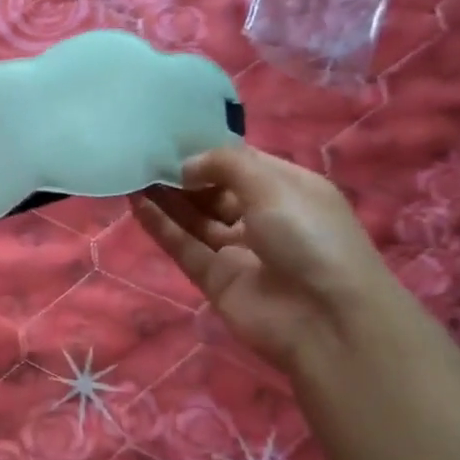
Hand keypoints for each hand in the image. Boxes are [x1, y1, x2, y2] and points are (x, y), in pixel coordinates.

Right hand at [129, 142, 396, 373]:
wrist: (326, 320)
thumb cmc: (309, 238)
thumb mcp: (273, 185)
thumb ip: (225, 165)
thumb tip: (185, 165)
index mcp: (288, 190)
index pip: (242, 165)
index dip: (209, 152)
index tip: (171, 139)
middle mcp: (264, 218)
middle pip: (215, 192)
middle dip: (183, 175)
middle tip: (144, 157)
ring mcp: (238, 251)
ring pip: (196, 219)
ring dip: (167, 198)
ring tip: (132, 175)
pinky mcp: (215, 280)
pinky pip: (184, 247)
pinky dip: (161, 226)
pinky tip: (136, 204)